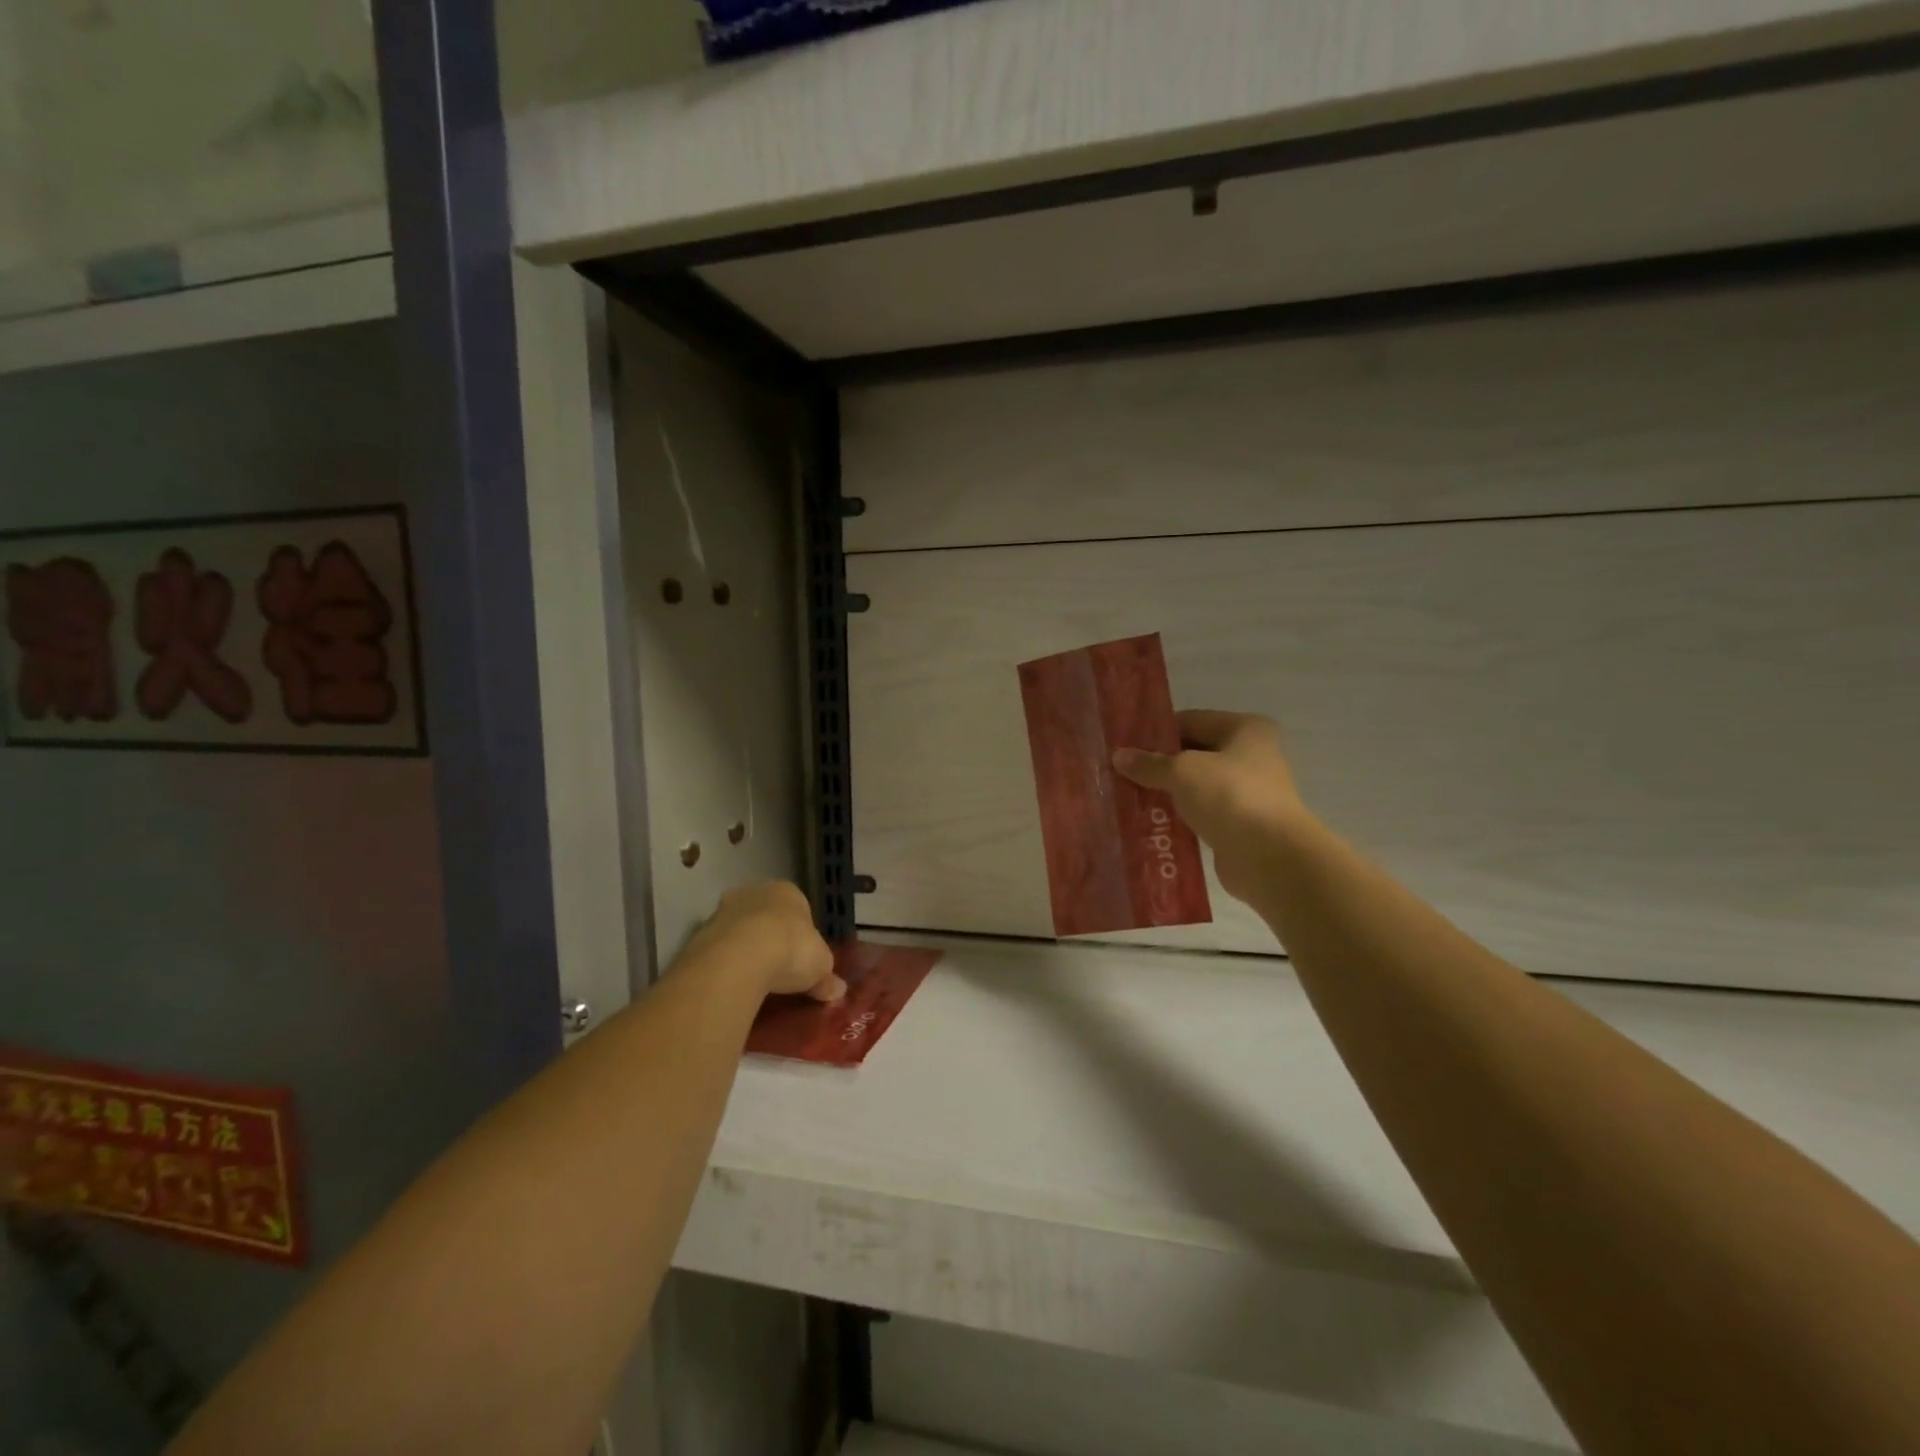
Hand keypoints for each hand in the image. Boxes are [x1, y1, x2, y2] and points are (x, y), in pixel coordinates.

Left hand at [684, 882, 842, 1001]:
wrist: (740, 957)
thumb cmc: (791, 949)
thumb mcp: (820, 967)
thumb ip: (826, 977)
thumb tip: (838, 990)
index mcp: (788, 892)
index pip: (797, 908)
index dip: (801, 933)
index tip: (802, 958)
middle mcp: (754, 892)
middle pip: (765, 916)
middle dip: (770, 938)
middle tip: (777, 969)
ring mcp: (723, 910)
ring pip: (738, 930)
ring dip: (744, 950)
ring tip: (753, 981)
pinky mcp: (699, 933)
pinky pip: (718, 950)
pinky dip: (725, 964)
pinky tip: (732, 984)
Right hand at [1113, 711, 1309, 905]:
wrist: (1269, 857)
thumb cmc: (1229, 796)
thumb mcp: (1182, 771)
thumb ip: (1150, 763)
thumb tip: (1118, 756)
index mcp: (1245, 729)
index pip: (1190, 721)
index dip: (1156, 732)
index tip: (1124, 744)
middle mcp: (1251, 756)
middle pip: (1193, 753)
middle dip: (1158, 764)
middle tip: (1119, 771)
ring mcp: (1247, 792)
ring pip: (1195, 786)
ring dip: (1166, 792)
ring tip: (1127, 796)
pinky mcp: (1239, 825)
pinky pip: (1200, 813)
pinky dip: (1178, 816)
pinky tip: (1147, 821)